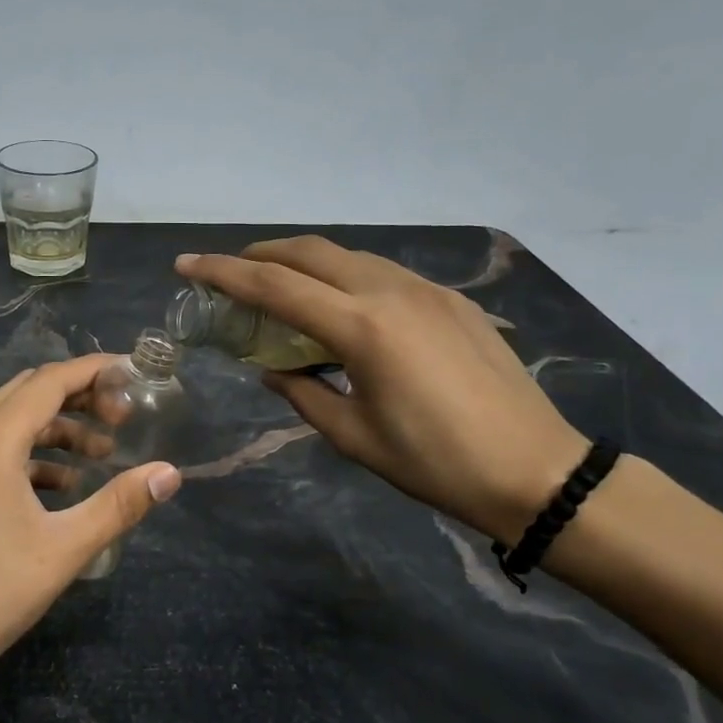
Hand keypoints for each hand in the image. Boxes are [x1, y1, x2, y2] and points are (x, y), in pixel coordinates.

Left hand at [0, 355, 180, 698]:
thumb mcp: (64, 548)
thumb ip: (119, 505)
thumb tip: (169, 474)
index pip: (49, 382)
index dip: (93, 371)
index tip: (132, 372)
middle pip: (28, 392)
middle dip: (78, 396)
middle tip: (121, 416)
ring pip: (10, 420)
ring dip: (57, 427)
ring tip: (101, 454)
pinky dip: (33, 453)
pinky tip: (64, 485)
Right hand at [176, 238, 586, 543]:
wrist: (536, 470)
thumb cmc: (436, 463)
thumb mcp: (355, 437)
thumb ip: (304, 394)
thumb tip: (274, 370)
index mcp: (361, 327)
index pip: (275, 286)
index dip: (223, 272)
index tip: (186, 265)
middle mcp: (390, 291)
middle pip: (310, 252)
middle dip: (262, 254)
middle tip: (231, 273)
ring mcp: (426, 290)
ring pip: (349, 256)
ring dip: (305, 263)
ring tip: (282, 288)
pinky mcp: (452, 300)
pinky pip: (383, 273)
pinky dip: (345, 277)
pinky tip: (343, 307)